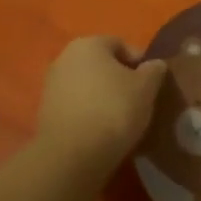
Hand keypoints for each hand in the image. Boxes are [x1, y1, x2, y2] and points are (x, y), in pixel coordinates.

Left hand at [36, 36, 167, 171]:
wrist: (71, 156)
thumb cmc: (113, 110)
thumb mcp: (146, 88)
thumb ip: (154, 70)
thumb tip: (154, 65)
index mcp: (89, 44)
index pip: (121, 45)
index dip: (140, 63)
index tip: (151, 85)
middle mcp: (65, 58)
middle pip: (102, 65)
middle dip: (120, 80)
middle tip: (138, 101)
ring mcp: (51, 86)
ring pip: (88, 86)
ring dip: (104, 98)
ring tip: (122, 120)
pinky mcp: (45, 113)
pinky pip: (76, 106)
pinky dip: (89, 114)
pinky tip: (102, 132)